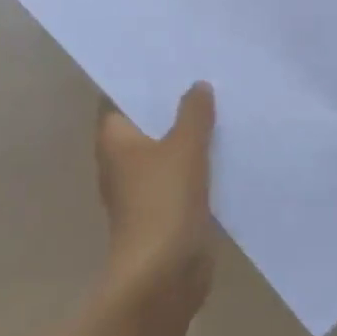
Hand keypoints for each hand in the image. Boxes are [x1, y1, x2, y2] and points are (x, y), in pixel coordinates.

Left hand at [96, 83, 216, 313]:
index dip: (139, 78)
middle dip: (169, 103)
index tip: (165, 58)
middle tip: (199, 73)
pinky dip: (195, 162)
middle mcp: (121, 161)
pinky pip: (179, 175)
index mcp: (114, 139)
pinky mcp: (162, 212)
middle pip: (145, 122)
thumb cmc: (163, 201)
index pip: (119, 97)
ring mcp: (140, 188)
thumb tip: (197, 85)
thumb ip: (193, 112)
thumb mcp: (185, 146)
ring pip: (165, 149)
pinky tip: (222, 146)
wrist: (164, 277)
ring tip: (216, 103)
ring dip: (185, 134)